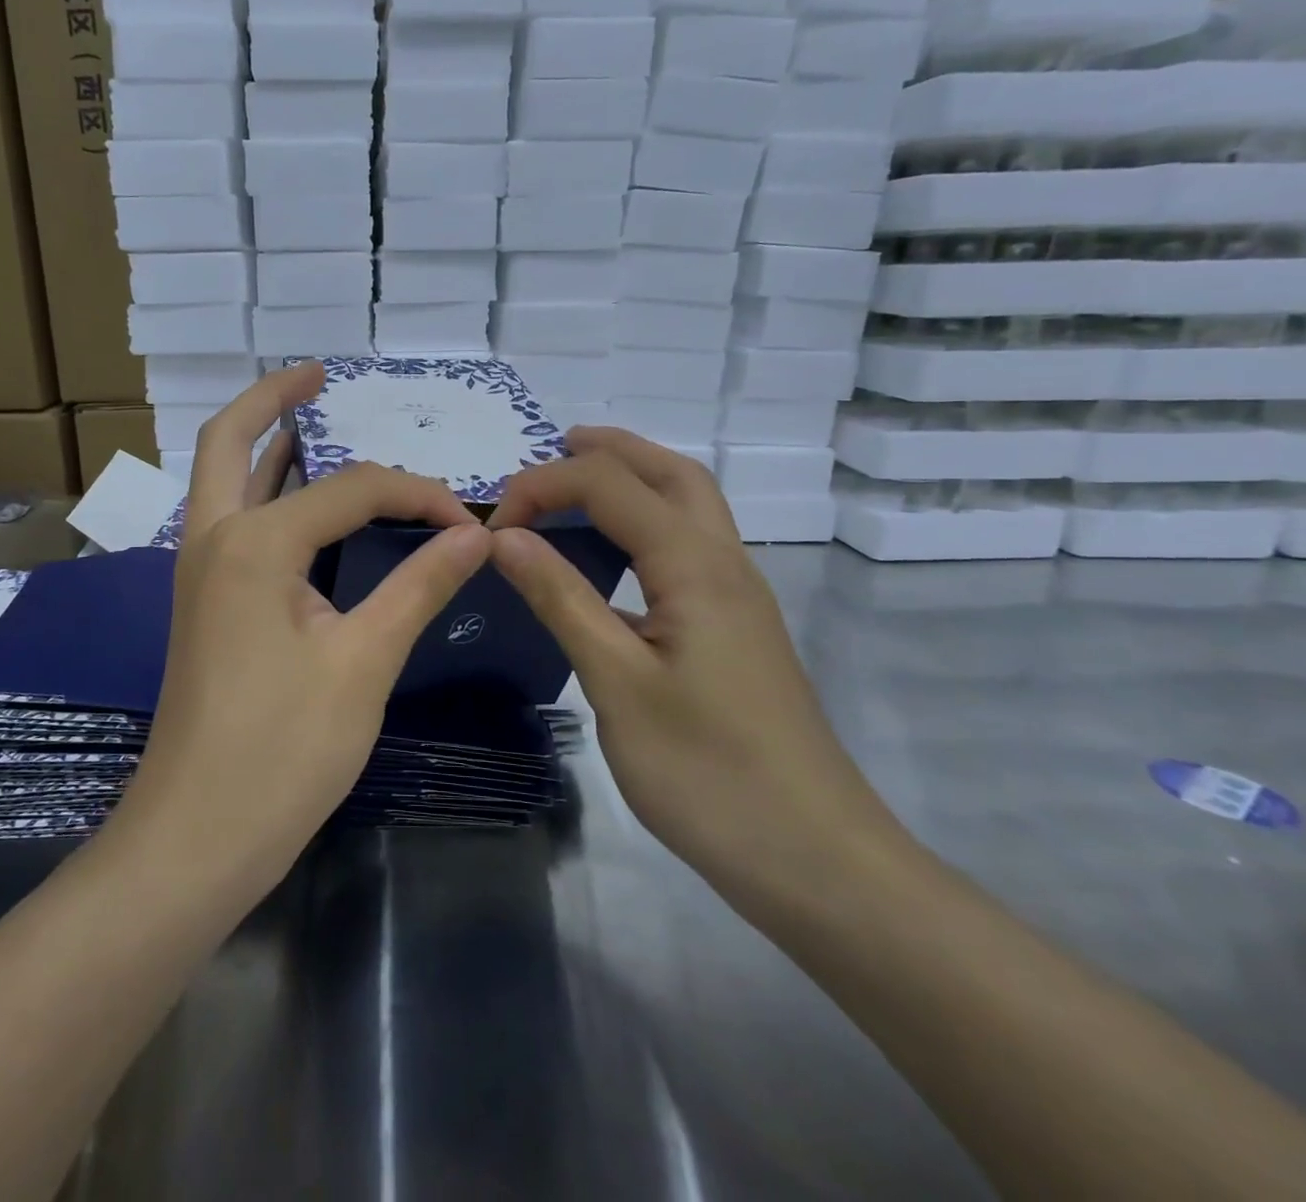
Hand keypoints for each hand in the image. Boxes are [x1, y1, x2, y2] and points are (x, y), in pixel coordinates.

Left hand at [114, 362, 493, 889]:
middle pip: (230, 440)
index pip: (351, 488)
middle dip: (274, 398)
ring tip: (317, 421)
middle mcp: (213, 539)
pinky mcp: (206, 602)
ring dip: (264, 442)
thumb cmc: (284, 751)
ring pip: (225, 479)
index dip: (417, 496)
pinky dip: (267, 492)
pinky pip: (235, 521)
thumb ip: (419, 586)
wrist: (197, 837)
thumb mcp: (365, 662)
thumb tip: (477, 535)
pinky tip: (310, 505)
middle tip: (321, 374)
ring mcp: (200, 571)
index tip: (470, 526)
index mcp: (252, 543)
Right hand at [488, 427, 899, 891]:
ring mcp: (738, 597)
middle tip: (553, 448)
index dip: (543, 487)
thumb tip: (505, 537)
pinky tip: (615, 558)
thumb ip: (561, 599)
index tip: (491, 528)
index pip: (610, 485)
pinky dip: (647, 523)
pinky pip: (690, 546)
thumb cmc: (707, 772)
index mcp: (695, 566)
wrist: (814, 857)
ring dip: (635, 479)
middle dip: (610, 450)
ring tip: (578, 484)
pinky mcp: (737, 629)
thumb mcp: (617, 683)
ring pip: (690, 506)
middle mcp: (725, 564)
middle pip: (671, 473)